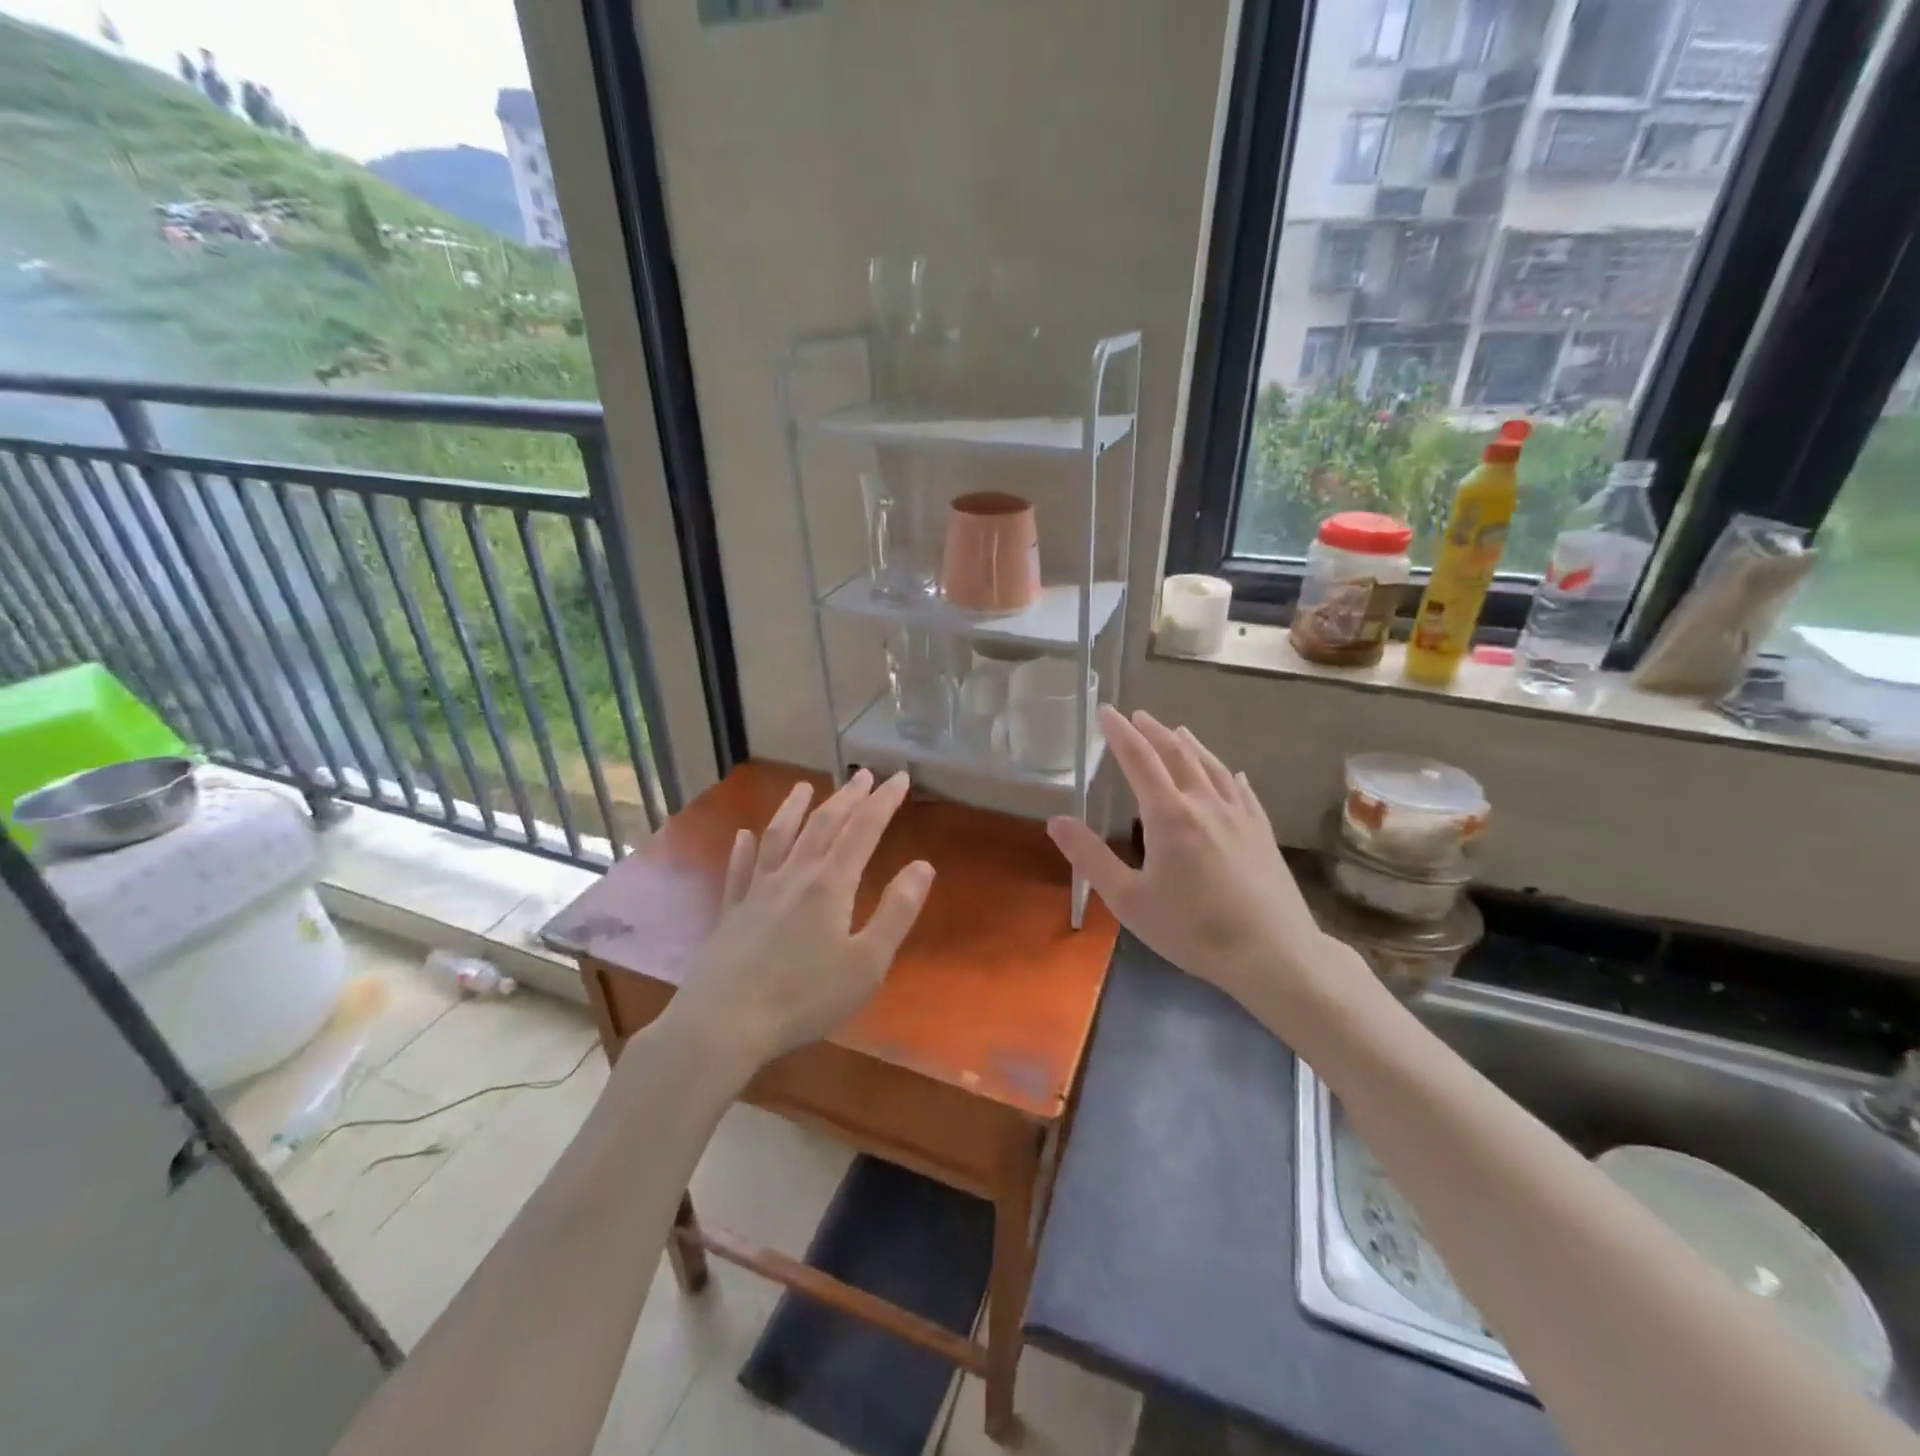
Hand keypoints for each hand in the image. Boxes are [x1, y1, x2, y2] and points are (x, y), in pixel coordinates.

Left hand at [670, 769, 934, 1068]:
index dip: (883, 801)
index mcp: (830, 884)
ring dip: (794, 809)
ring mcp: (757, 891)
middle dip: (847, 797)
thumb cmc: (805, 997)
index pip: (863, 830)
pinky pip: (739, 870)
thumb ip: (896, 912)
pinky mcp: (732, 913)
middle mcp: (794, 876)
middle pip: (823, 825)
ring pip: (778, 837)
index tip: (899, 777)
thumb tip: (923, 865)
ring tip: (804, 786)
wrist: (724, 1023)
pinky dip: (744, 849)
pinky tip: (743, 836)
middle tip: (864, 776)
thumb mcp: (867, 963)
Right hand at [1048, 707, 1340, 1012]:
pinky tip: (1231, 773)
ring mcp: (1239, 815)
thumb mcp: (1129, 900)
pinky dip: (1228, 774)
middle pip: (1177, 755)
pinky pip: (1243, 791)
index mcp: (1169, 815)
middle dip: (1154, 732)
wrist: (1273, 953)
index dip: (1120, 733)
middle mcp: (1204, 803)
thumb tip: (1056, 821)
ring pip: (1212, 767)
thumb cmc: (1192, 929)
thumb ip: (1090, 857)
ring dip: (1190, 745)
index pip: (1139, 760)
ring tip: (1178, 731)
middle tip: (1138, 715)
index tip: (1106, 712)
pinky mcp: (1262, 832)